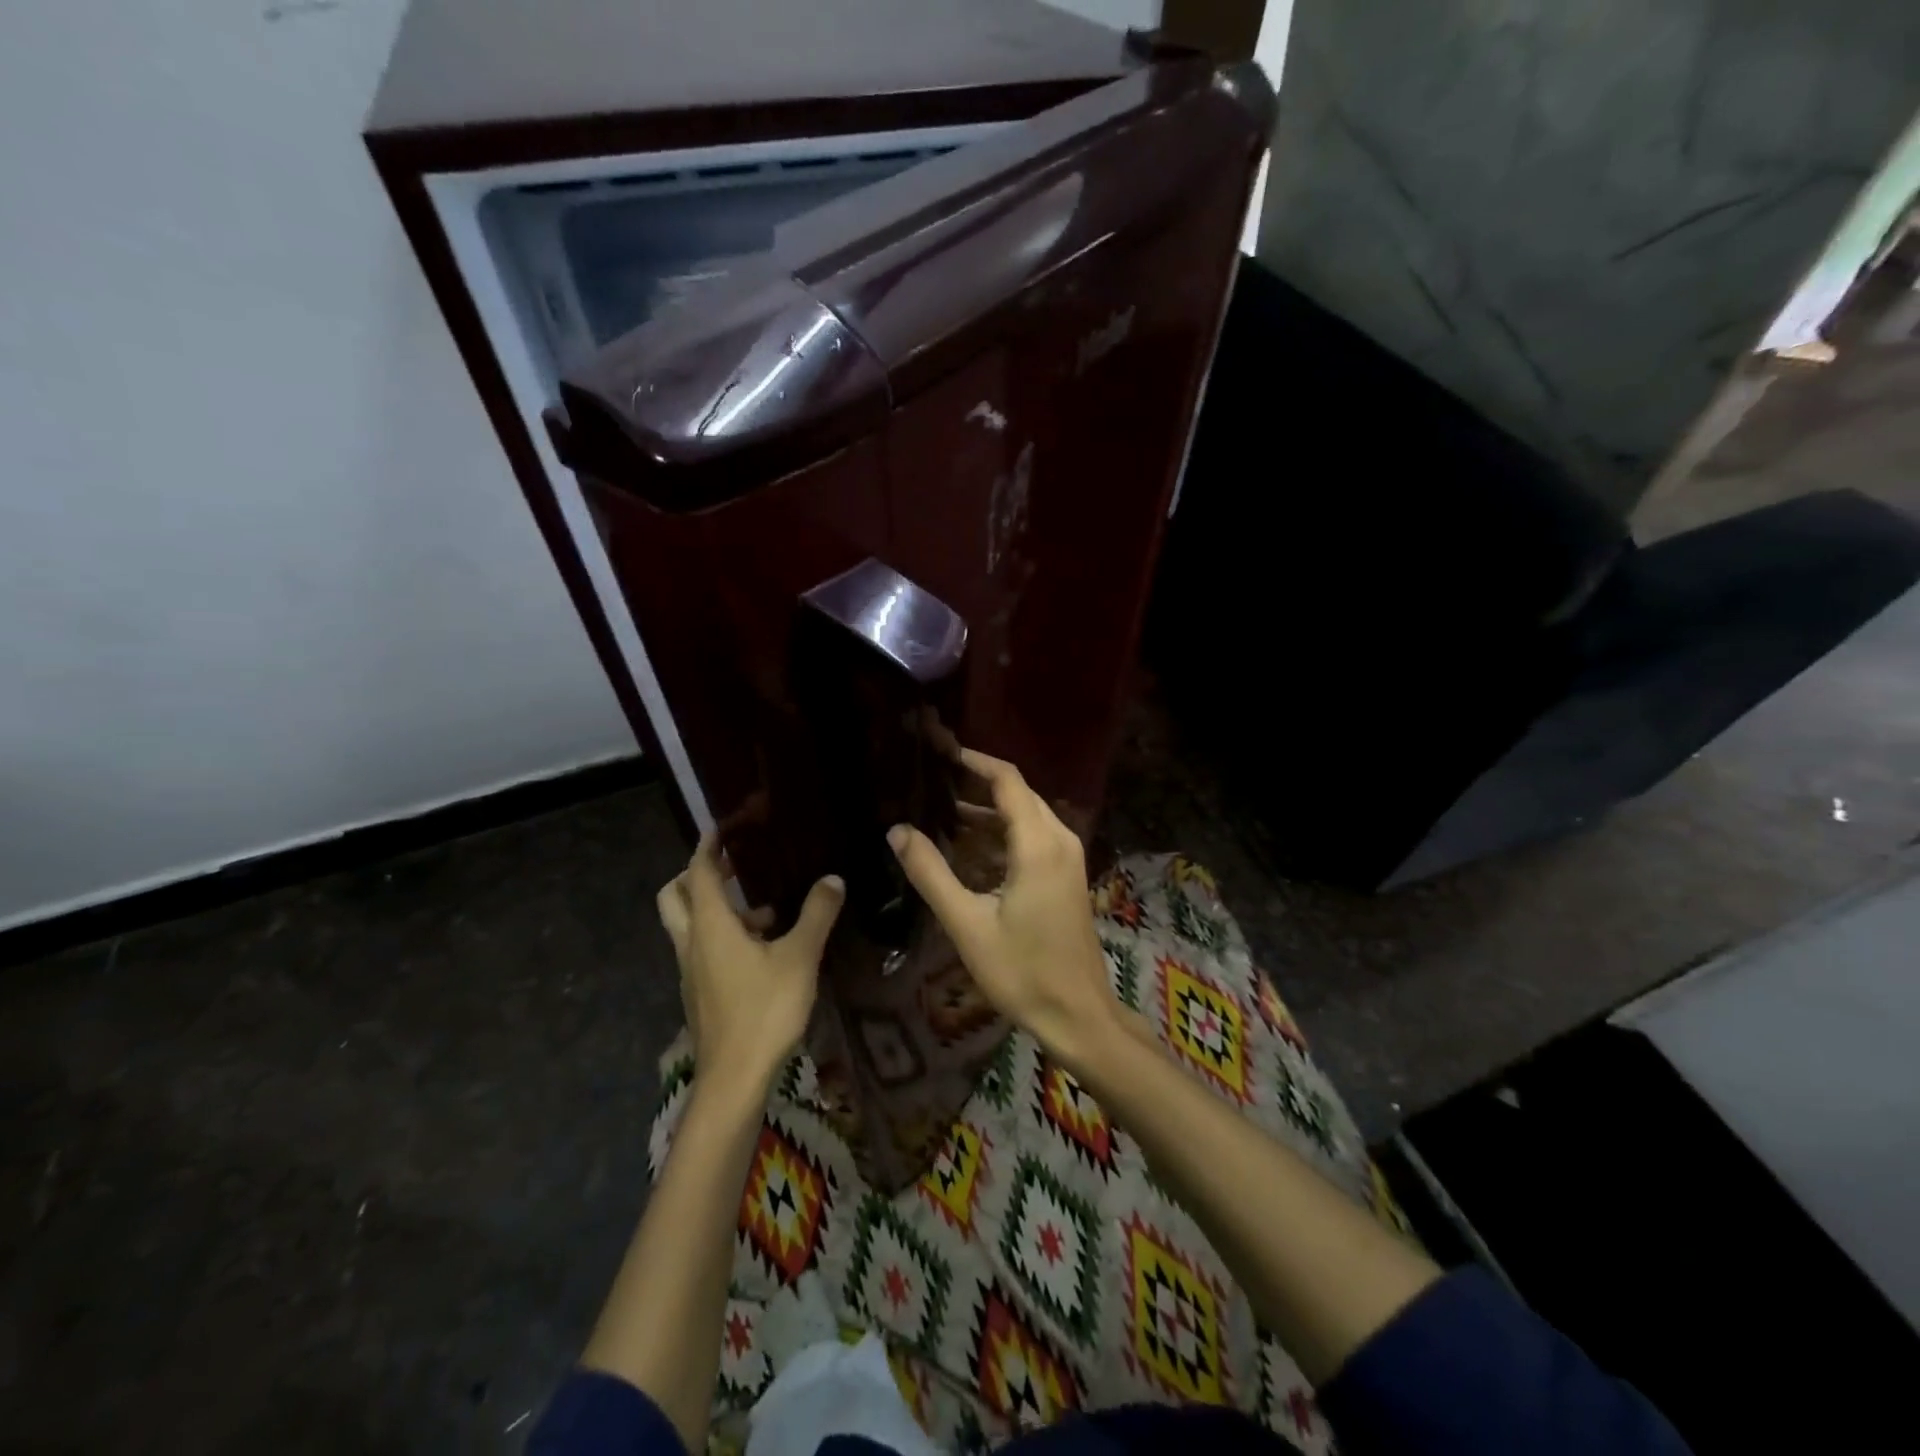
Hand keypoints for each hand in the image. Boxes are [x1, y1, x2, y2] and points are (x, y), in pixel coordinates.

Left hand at [656, 834, 843, 1094]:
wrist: (734, 1078)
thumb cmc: (765, 1010)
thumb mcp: (800, 957)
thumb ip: (817, 914)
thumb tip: (832, 879)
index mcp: (710, 926)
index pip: (699, 872)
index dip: (709, 846)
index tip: (723, 826)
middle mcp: (692, 942)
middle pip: (675, 896)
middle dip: (696, 874)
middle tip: (731, 865)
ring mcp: (691, 971)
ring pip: (689, 925)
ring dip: (716, 908)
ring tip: (765, 912)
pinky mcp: (699, 993)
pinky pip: (702, 949)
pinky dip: (722, 936)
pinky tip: (764, 951)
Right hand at [888, 749, 1117, 1068]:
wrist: (1077, 1014)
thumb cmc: (1022, 971)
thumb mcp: (967, 923)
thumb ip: (930, 873)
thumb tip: (897, 831)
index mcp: (1038, 843)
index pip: (1006, 780)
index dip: (973, 760)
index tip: (938, 750)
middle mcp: (1058, 839)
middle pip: (1016, 794)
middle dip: (974, 783)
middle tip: (929, 778)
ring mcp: (1066, 858)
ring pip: (1023, 816)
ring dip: (985, 812)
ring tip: (937, 809)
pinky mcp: (1065, 875)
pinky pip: (1030, 838)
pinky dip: (999, 835)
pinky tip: (964, 846)